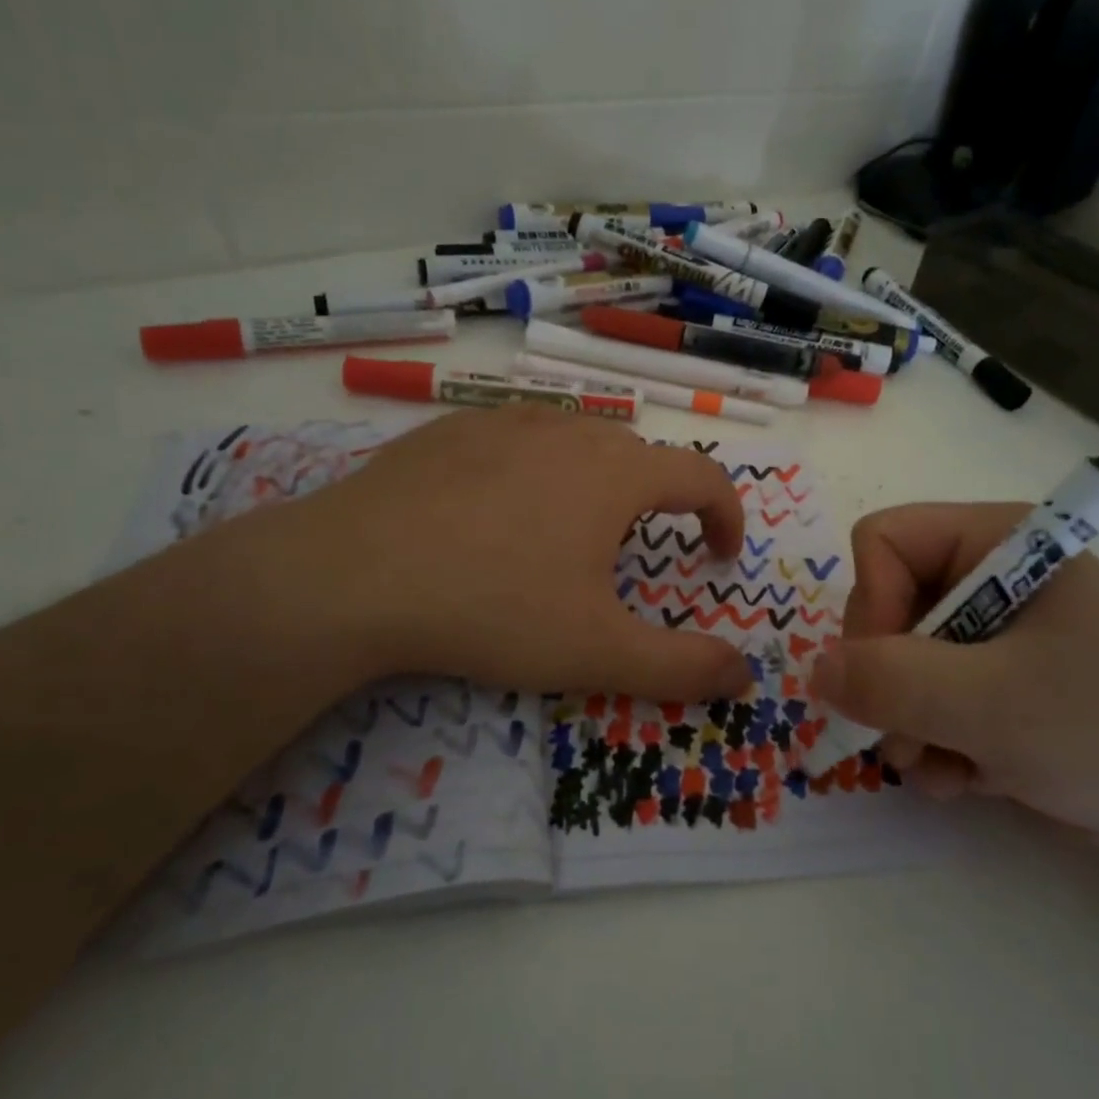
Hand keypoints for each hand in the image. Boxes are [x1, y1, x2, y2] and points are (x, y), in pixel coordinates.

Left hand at [210, 407, 752, 701]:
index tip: (720, 557)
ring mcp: (504, 422)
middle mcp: (568, 431)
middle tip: (638, 557)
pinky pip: (516, 442)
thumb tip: (746, 676)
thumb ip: (681, 667)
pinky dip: (533, 472)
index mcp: (615, 473)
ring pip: (575, 443)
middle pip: (639, 457)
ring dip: (595, 483)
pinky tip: (495, 515)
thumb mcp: (596, 650)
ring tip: (568, 534)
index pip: (703, 476)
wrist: (353, 575)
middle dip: (657, 504)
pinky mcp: (450, 429)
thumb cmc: (493, 607)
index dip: (727, 515)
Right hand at [811, 503, 1098, 876]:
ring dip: (907, 724)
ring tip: (943, 768)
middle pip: (883, 605)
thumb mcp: (995, 704)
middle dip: (889, 681)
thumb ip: (893, 681)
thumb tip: (814, 672)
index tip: (892, 672)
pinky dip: (933, 744)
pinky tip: (966, 780)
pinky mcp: (997, 686)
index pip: (883, 542)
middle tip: (911, 738)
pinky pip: (926, 700)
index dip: (873, 605)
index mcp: (997, 542)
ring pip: (897, 661)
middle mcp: (988, 577)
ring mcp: (992, 635)